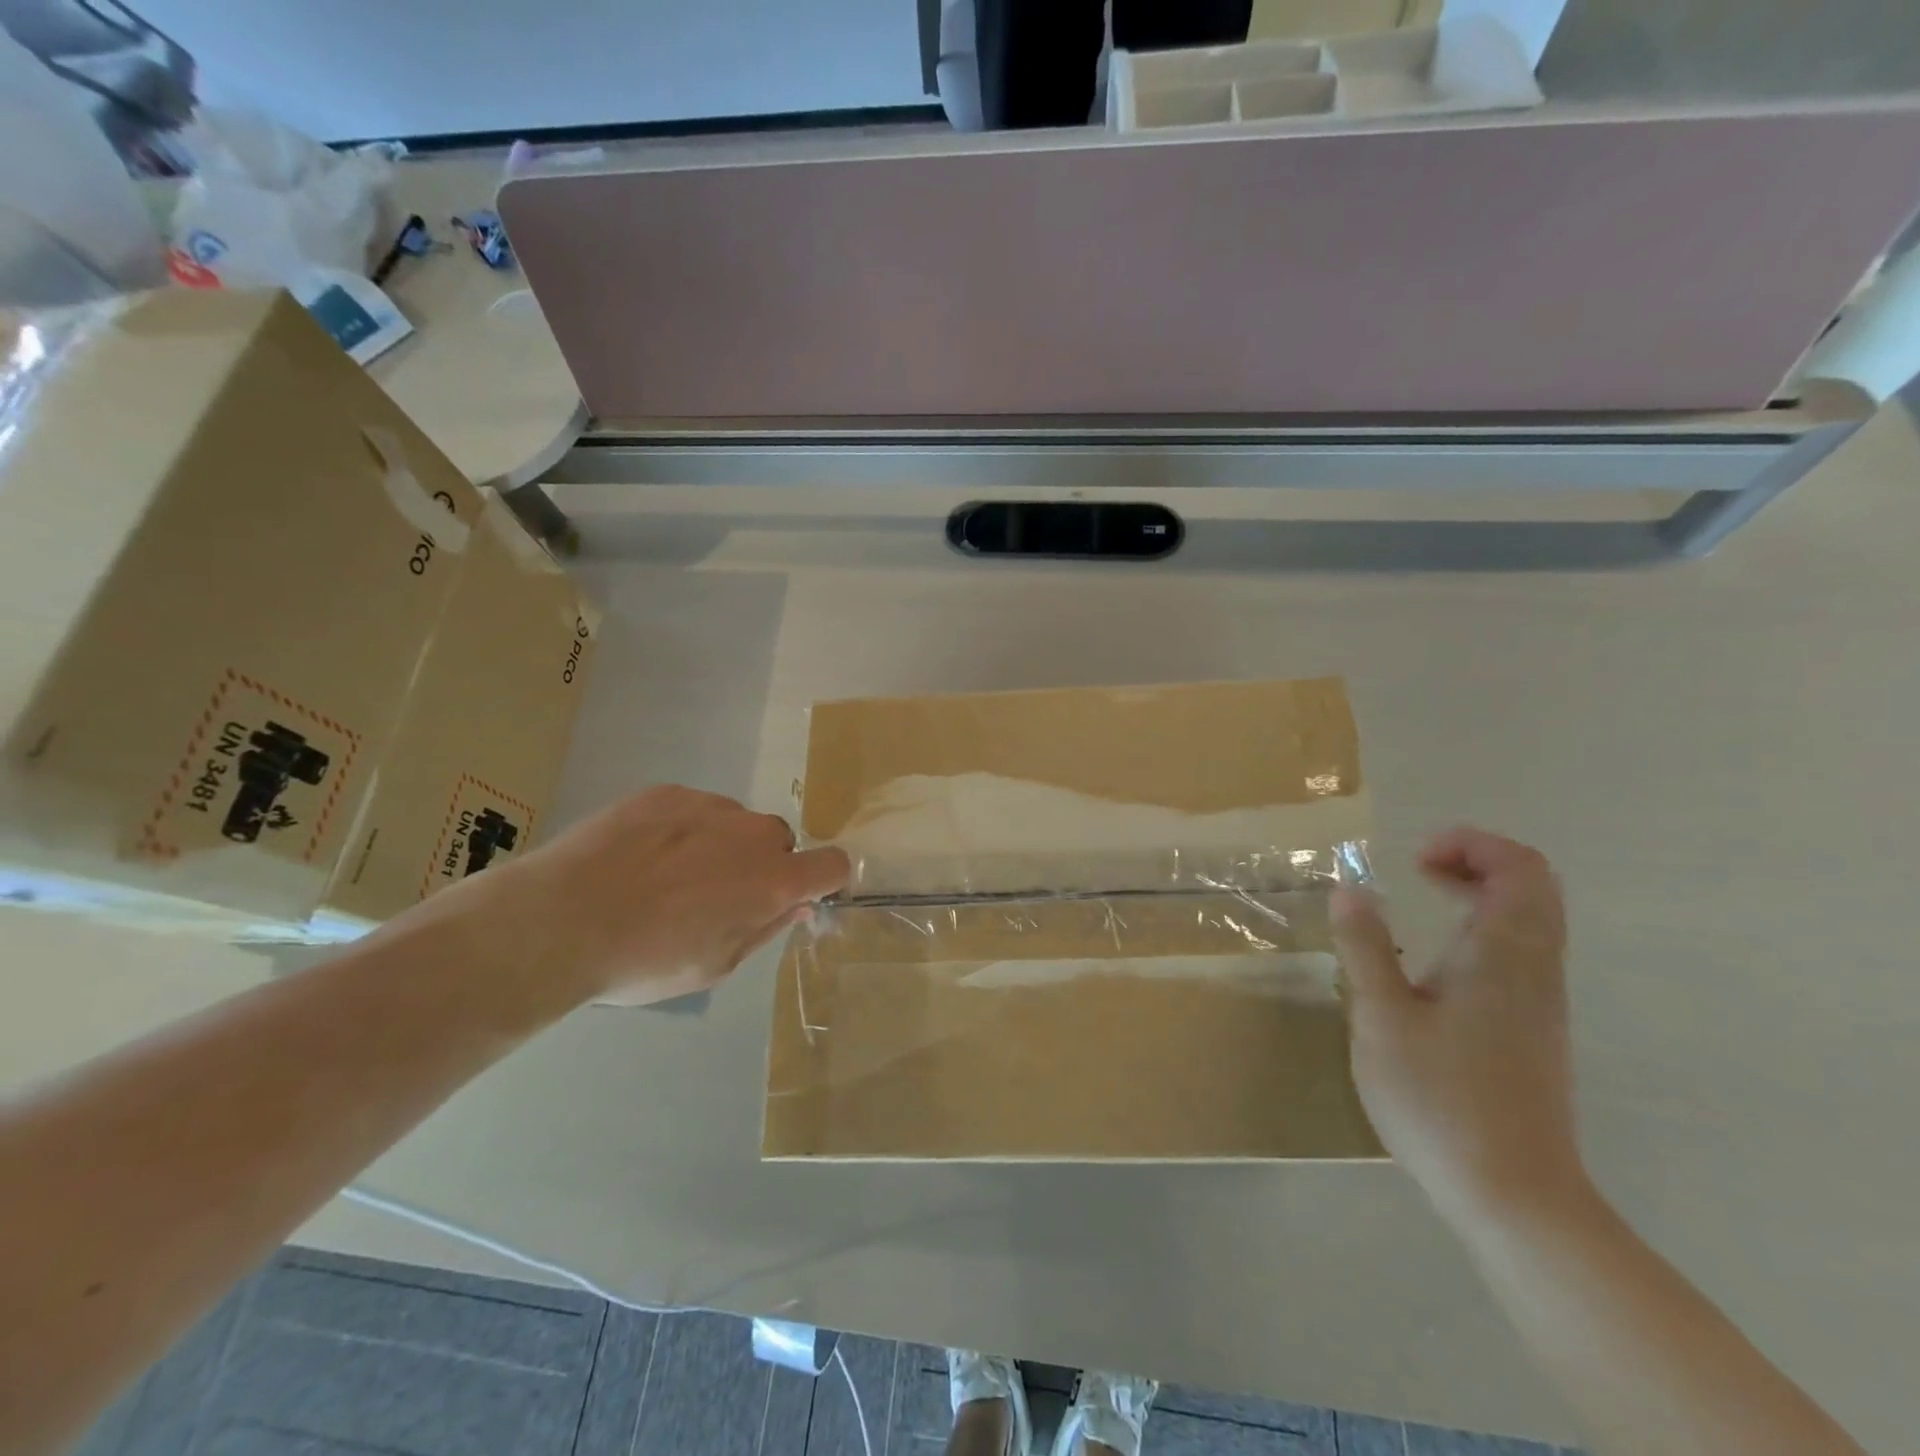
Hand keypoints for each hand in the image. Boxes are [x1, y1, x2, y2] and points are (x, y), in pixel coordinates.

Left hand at [424, 785, 849, 1007]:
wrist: (556, 920)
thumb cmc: (644, 959)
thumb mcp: (716, 965)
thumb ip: (766, 928)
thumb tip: (797, 904)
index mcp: (773, 880)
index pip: (833, 865)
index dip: (825, 881)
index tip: (799, 897)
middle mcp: (751, 833)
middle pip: (779, 842)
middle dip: (762, 866)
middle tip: (715, 897)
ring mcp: (708, 805)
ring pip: (734, 823)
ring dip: (721, 846)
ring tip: (664, 877)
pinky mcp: (665, 791)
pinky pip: (693, 809)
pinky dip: (681, 829)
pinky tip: (639, 857)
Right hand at [1331, 828, 1585, 1225]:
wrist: (1515, 1196)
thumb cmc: (1440, 1098)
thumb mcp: (1381, 1017)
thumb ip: (1364, 948)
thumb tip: (1349, 890)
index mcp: (1502, 955)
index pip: (1518, 867)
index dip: (1471, 845)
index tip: (1414, 860)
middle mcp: (1535, 969)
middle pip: (1534, 887)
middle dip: (1477, 861)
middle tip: (1420, 870)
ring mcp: (1541, 1002)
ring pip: (1533, 920)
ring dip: (1482, 894)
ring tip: (1422, 904)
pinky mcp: (1535, 1030)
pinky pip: (1524, 952)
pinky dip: (1484, 928)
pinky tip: (1436, 962)